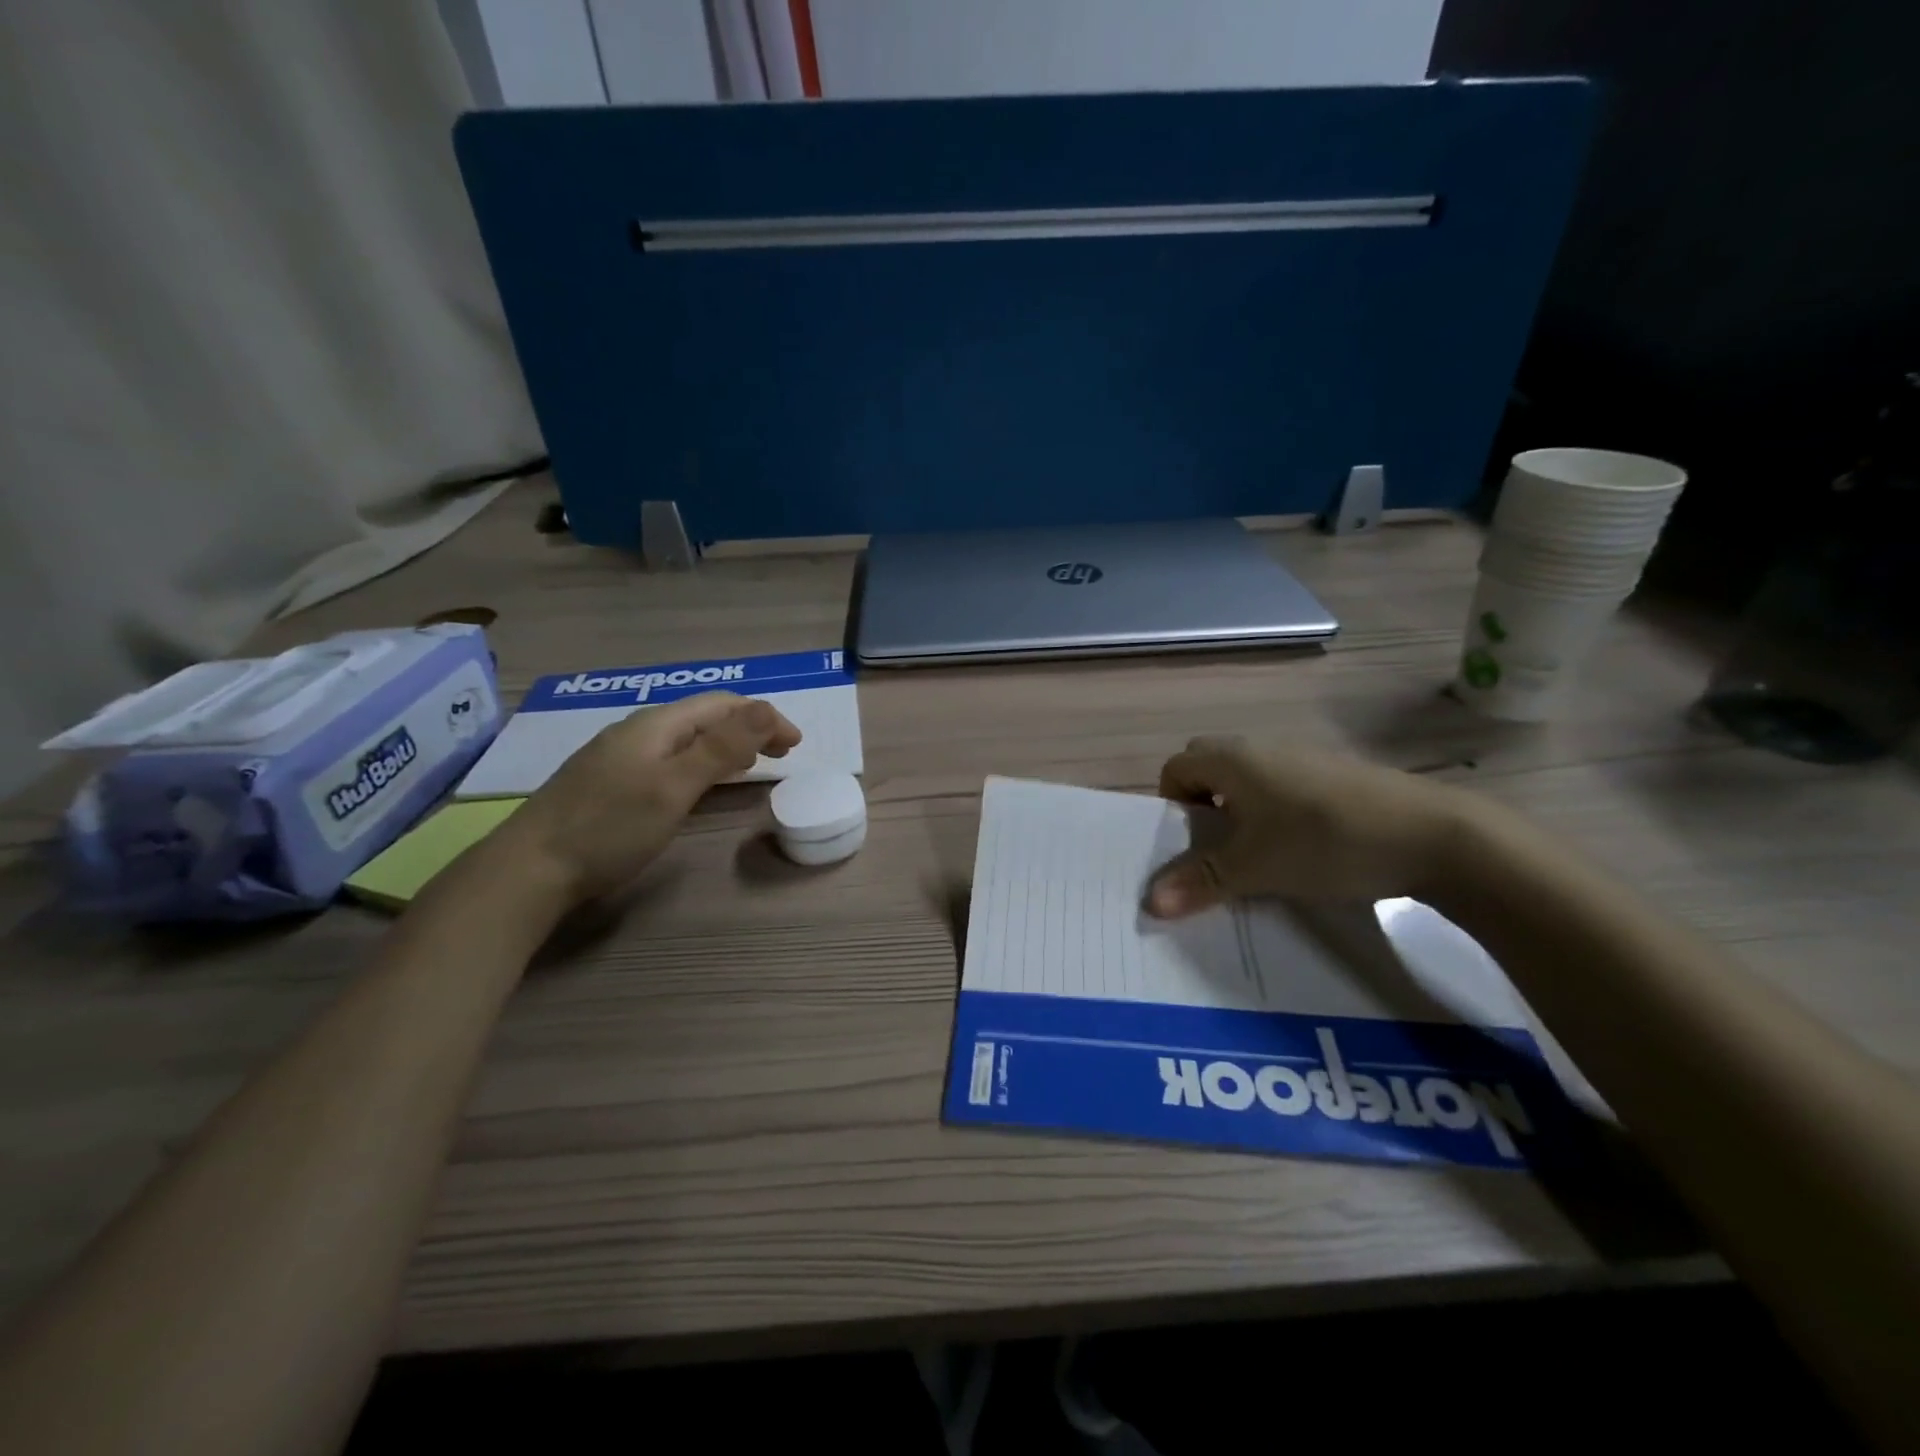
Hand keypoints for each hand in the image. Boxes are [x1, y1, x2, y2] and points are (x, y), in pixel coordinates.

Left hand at [503, 692, 800, 903]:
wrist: (529, 870)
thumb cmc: (610, 827)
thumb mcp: (674, 787)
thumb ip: (722, 748)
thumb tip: (767, 709)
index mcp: (656, 725)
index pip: (722, 705)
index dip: (764, 717)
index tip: (795, 745)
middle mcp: (638, 731)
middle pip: (704, 718)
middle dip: (749, 728)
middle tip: (782, 754)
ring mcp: (619, 757)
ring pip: (686, 739)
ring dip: (726, 745)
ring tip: (753, 764)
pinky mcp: (609, 782)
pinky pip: (669, 758)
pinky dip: (701, 763)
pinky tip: (700, 782)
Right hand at [1146, 737, 1474, 916]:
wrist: (1433, 835)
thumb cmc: (1324, 841)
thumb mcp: (1254, 868)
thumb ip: (1199, 882)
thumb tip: (1148, 903)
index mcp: (1233, 759)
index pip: (1175, 768)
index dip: (1171, 805)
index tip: (1188, 844)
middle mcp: (1262, 748)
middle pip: (1209, 768)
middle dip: (1201, 807)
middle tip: (1216, 850)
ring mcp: (1303, 758)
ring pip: (1249, 780)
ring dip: (1239, 813)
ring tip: (1257, 857)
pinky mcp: (1335, 776)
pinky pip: (1283, 788)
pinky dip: (1275, 814)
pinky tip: (1301, 851)